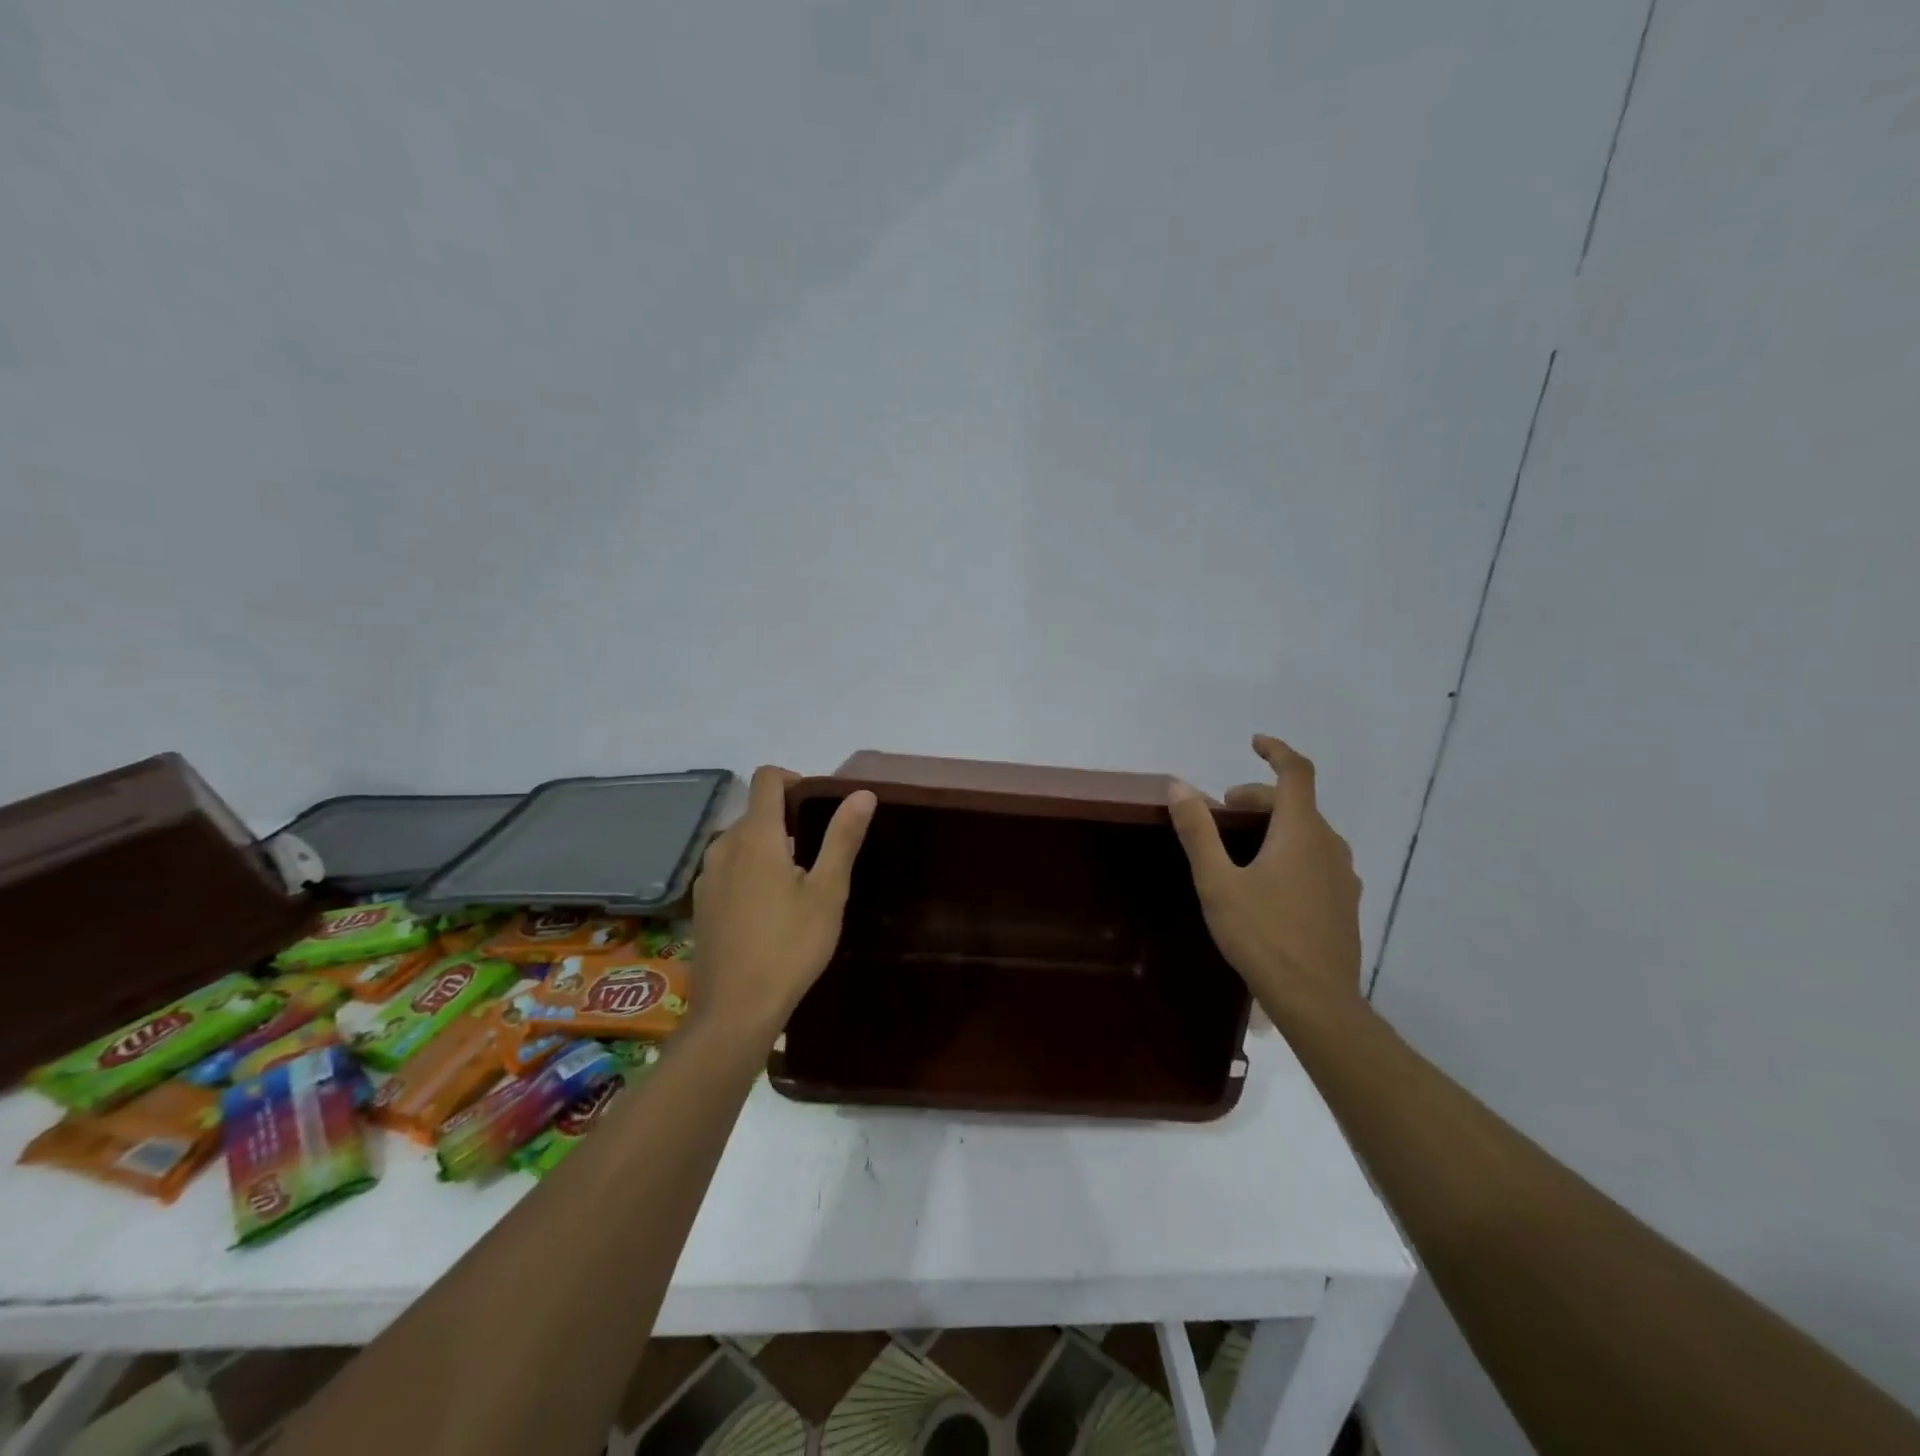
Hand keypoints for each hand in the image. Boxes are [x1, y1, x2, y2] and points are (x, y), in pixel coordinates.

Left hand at [692, 766, 876, 1037]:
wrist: (735, 1010)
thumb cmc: (790, 946)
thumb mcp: (827, 892)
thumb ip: (842, 838)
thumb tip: (862, 793)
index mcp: (755, 836)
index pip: (767, 779)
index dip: (794, 779)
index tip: (818, 805)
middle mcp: (723, 847)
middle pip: (754, 812)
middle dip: (786, 820)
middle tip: (818, 853)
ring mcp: (707, 877)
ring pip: (739, 842)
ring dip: (767, 848)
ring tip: (796, 884)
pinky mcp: (700, 904)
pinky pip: (728, 869)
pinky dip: (749, 872)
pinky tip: (767, 910)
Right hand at [1168, 735, 1363, 1016]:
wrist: (1317, 1000)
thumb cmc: (1262, 935)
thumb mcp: (1217, 882)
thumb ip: (1198, 831)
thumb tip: (1179, 786)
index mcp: (1301, 831)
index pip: (1296, 773)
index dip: (1276, 751)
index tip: (1254, 743)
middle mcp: (1329, 845)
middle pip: (1296, 804)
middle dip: (1258, 798)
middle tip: (1222, 812)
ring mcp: (1343, 876)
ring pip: (1308, 832)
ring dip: (1275, 826)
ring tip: (1241, 847)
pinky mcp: (1345, 902)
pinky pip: (1317, 859)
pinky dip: (1291, 850)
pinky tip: (1269, 882)